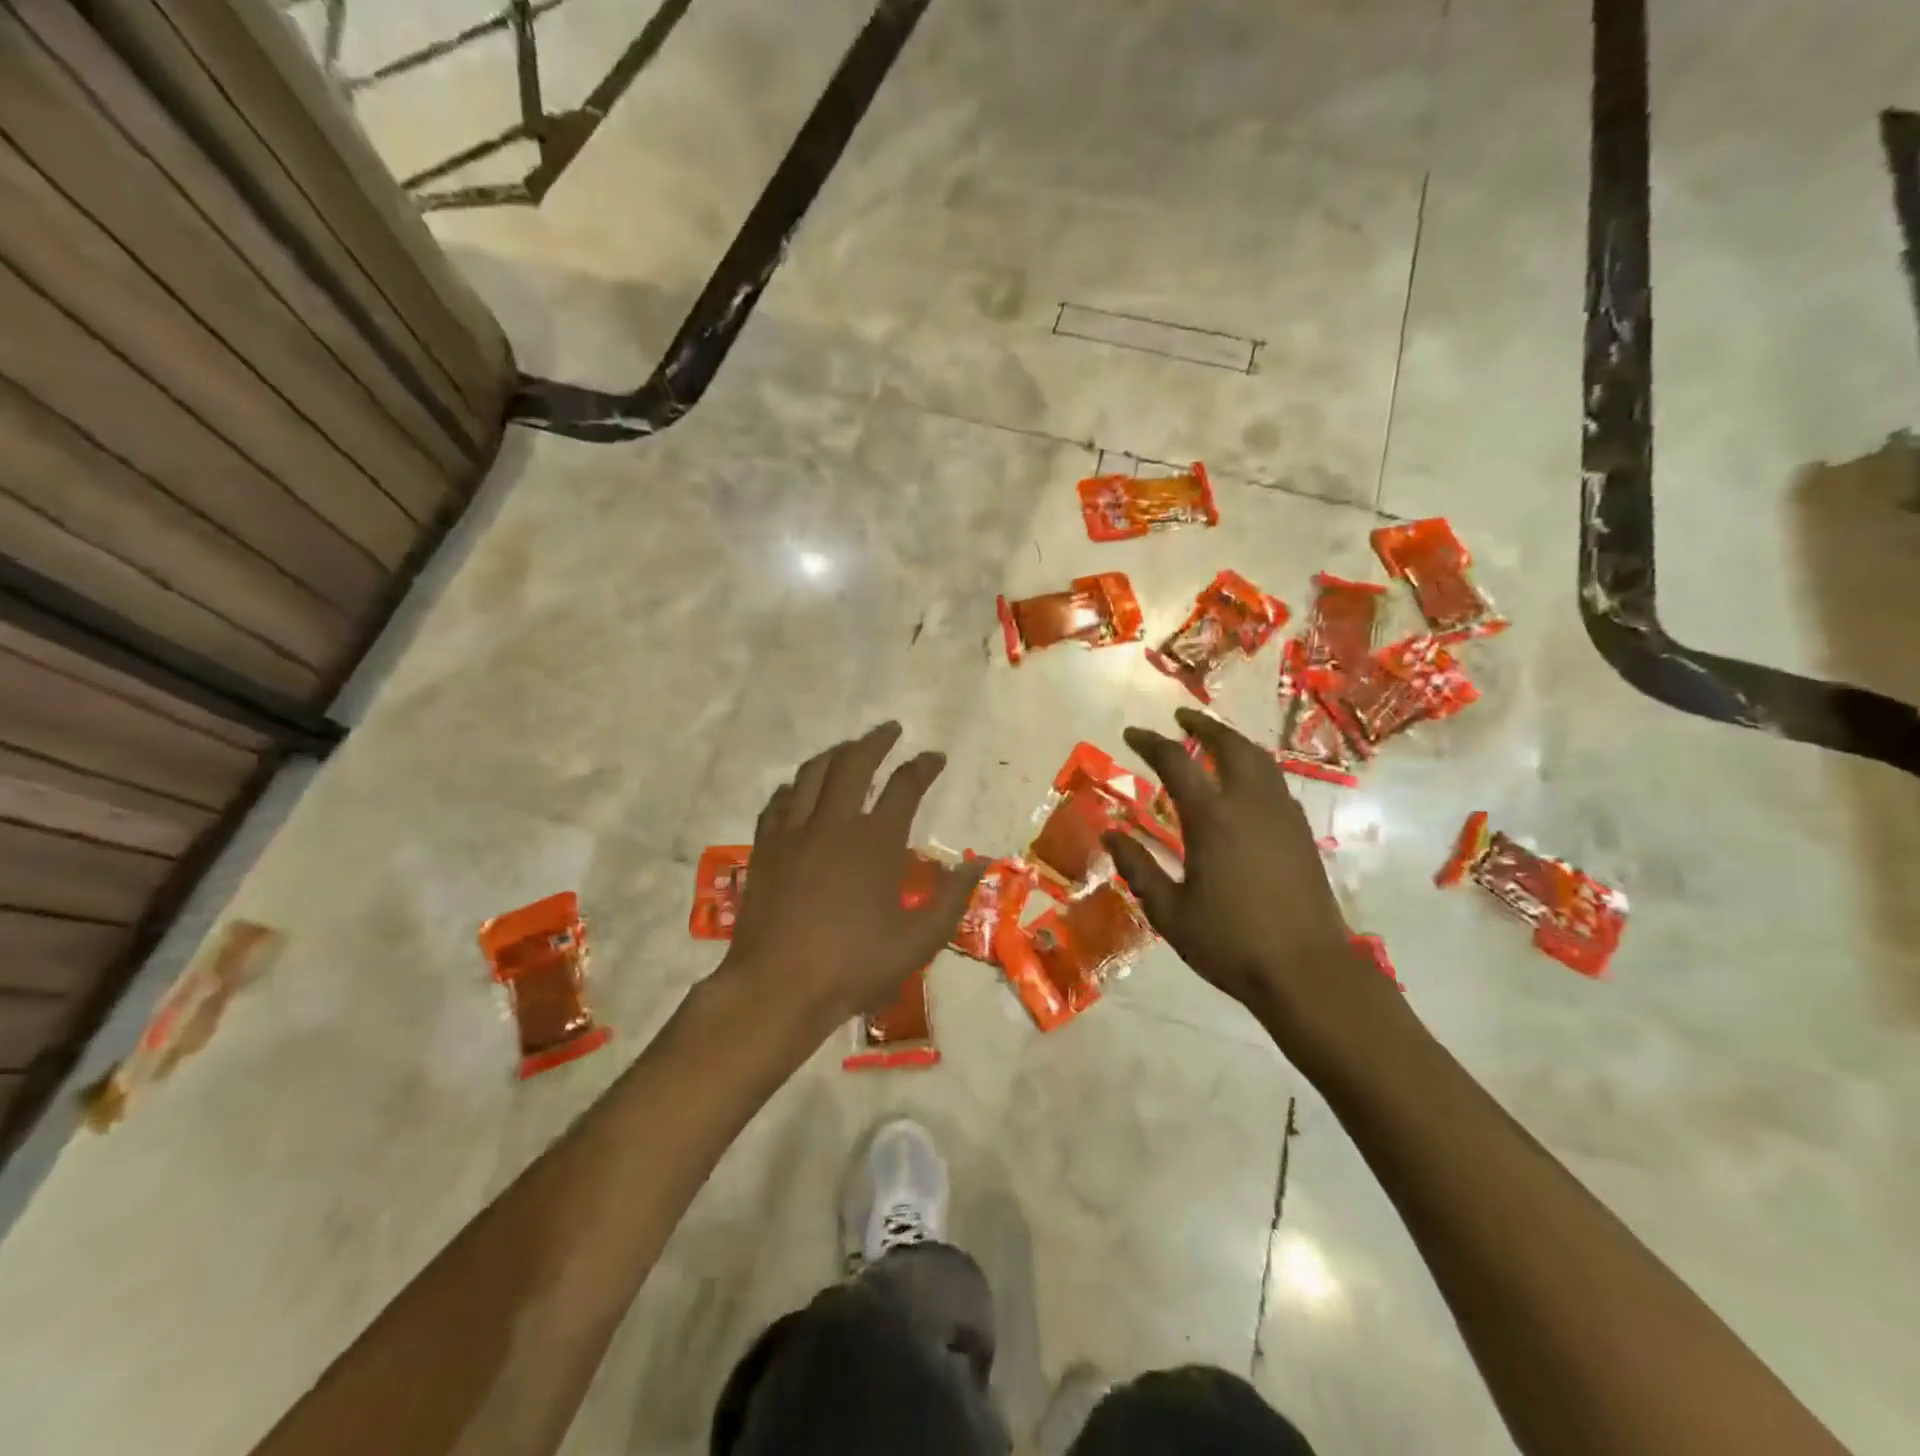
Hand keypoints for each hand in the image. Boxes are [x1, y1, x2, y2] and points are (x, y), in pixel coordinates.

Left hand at [719, 722, 986, 1041]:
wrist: (778, 987)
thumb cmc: (854, 966)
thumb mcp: (919, 940)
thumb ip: (953, 898)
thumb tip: (979, 862)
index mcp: (876, 841)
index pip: (905, 786)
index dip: (924, 766)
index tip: (935, 757)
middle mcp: (834, 823)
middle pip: (854, 762)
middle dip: (876, 740)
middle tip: (890, 730)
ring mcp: (794, 832)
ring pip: (813, 773)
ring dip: (835, 753)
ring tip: (849, 748)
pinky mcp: (765, 847)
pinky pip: (779, 801)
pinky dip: (794, 786)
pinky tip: (799, 788)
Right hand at [1104, 708, 1411, 1075]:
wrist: (1307, 972)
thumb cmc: (1230, 943)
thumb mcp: (1169, 911)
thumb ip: (1138, 867)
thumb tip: (1109, 834)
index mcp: (1212, 818)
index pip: (1176, 762)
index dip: (1150, 743)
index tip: (1131, 734)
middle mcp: (1250, 804)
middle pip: (1229, 745)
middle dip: (1203, 726)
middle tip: (1181, 719)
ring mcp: (1282, 816)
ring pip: (1259, 760)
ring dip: (1233, 742)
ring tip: (1213, 741)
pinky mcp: (1302, 833)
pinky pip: (1275, 782)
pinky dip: (1254, 766)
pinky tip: (1244, 784)